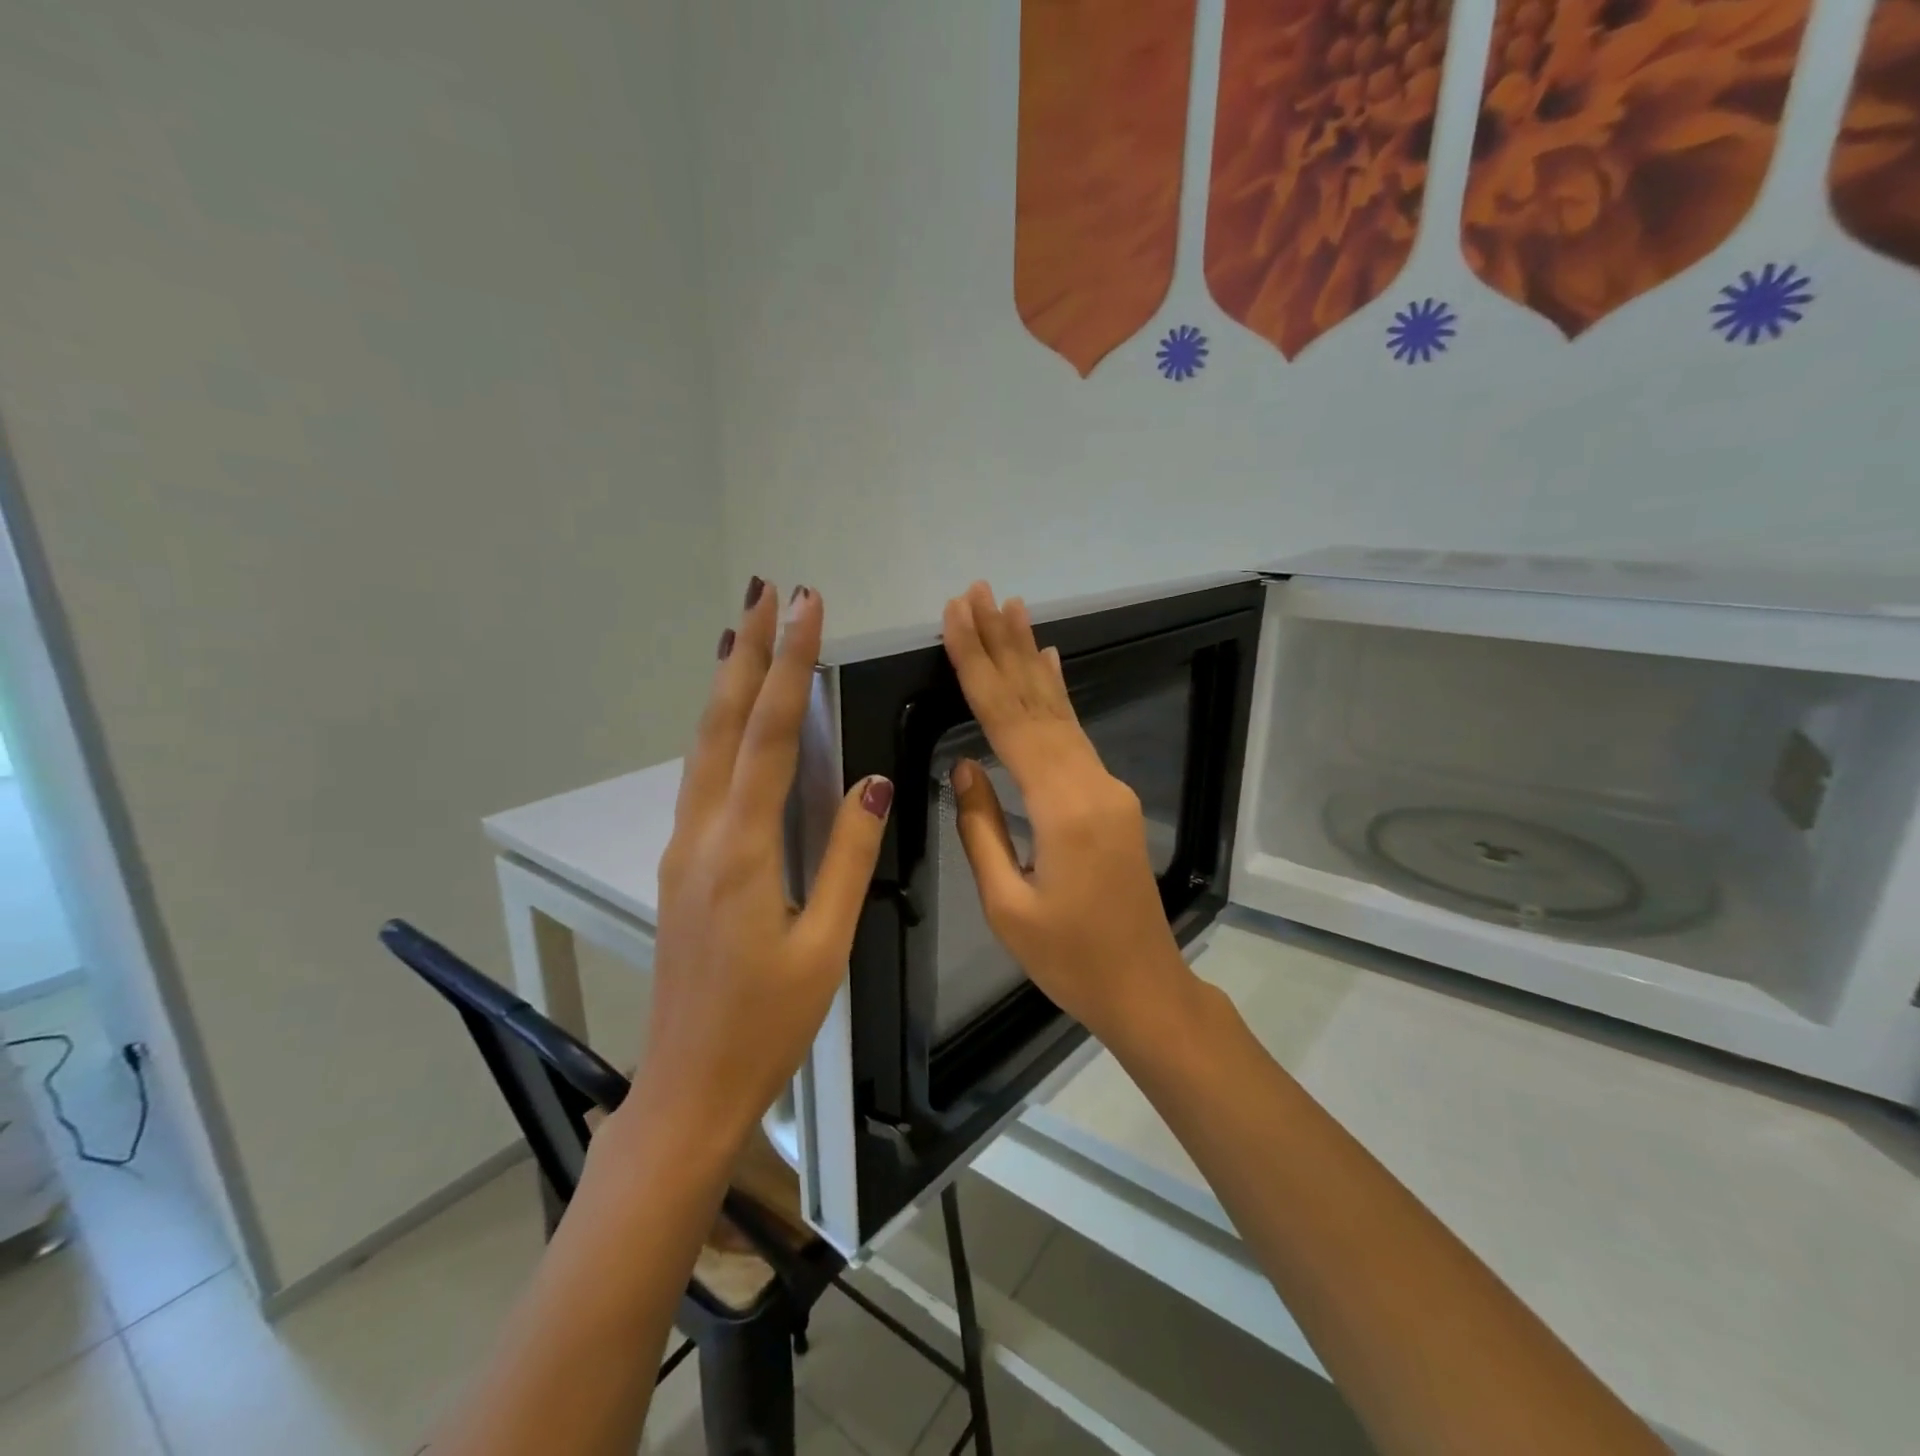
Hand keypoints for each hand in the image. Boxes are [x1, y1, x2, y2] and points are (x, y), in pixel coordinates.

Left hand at [636, 579, 892, 1150]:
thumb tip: (873, 781)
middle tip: (764, 591)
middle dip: (746, 651)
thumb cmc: (768, 1023)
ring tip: (747, 632)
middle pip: (721, 723)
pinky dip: (719, 729)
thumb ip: (846, 855)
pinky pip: (701, 776)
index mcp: (740, 850)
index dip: (788, 666)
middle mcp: (700, 835)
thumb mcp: (825, 943)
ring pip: (703, 746)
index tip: (806, 607)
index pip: (766, 735)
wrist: (689, 1084)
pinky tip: (733, 717)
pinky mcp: (682, 864)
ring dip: (727, 684)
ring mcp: (683, 848)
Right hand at [940, 582, 1195, 1049]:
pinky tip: (1050, 662)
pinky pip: (1076, 733)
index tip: (955, 617)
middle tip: (977, 591)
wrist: (1146, 988)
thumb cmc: (1070, 961)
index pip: (1008, 722)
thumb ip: (982, 827)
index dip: (978, 666)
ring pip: (1060, 710)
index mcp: (1062, 810)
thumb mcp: (1008, 906)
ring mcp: (1107, 787)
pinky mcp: (1110, 798)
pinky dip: (1058, 693)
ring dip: (1030, 657)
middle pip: (1037, 702)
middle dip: (1002, 644)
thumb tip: (965, 764)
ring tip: (1010, 607)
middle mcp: (1091, 783)